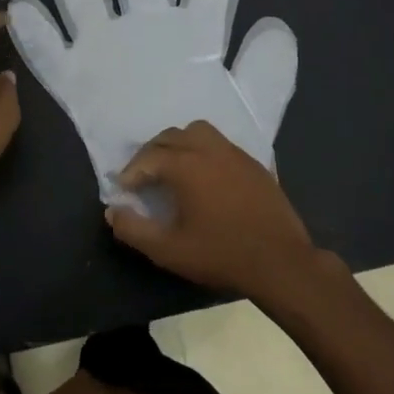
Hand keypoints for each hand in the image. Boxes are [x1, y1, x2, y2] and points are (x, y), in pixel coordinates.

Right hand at [6, 0, 297, 200]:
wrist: (201, 209)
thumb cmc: (231, 157)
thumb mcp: (256, 115)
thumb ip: (266, 74)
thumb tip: (273, 23)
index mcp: (194, 39)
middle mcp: (149, 35)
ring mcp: (109, 54)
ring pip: (89, 5)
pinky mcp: (77, 83)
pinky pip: (51, 56)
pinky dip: (37, 34)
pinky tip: (24, 9)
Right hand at [105, 120, 319, 298]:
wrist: (281, 262)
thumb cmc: (221, 254)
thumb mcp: (168, 250)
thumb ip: (134, 229)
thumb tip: (112, 211)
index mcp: (186, 165)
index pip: (149, 158)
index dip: (131, 172)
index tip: (124, 188)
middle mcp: (209, 149)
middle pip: (171, 136)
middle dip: (151, 153)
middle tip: (143, 176)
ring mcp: (235, 153)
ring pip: (198, 132)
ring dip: (179, 144)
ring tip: (173, 167)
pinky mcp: (254, 163)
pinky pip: (221, 144)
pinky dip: (204, 151)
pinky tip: (205, 176)